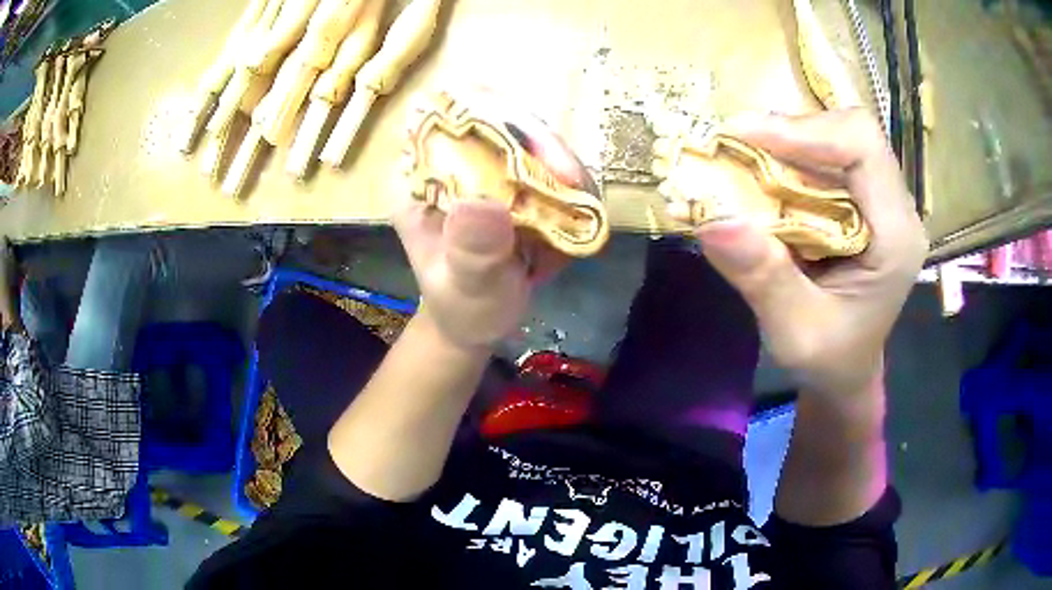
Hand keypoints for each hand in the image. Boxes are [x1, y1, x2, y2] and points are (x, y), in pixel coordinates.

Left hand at [392, 92, 586, 351]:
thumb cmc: (463, 307)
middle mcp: (451, 162)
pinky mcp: (517, 182)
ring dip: (563, 167)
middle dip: (541, 143)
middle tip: (571, 180)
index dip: (489, 110)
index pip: (445, 114)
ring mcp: (487, 169)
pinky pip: (552, 166)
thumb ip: (471, 251)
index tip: (532, 147)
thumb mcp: (464, 287)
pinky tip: (576, 219)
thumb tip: (483, 204)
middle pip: (499, 116)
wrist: (481, 323)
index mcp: (418, 178)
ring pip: (532, 137)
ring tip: (578, 207)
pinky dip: (573, 187)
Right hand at [694, 109, 927, 396]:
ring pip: (837, 137)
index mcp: (896, 237)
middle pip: (850, 132)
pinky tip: (762, 174)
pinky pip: (828, 157)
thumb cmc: (830, 359)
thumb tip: (713, 219)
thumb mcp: (795, 333)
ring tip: (742, 156)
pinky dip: (790, 156)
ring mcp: (881, 201)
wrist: (846, 371)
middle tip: (737, 145)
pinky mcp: (863, 201)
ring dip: (787, 140)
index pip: (863, 147)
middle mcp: (895, 208)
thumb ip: (764, 280)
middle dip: (792, 131)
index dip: (807, 130)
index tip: (746, 138)